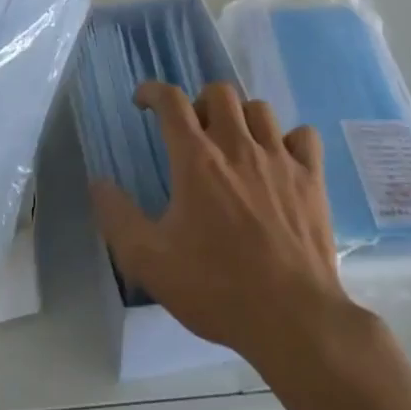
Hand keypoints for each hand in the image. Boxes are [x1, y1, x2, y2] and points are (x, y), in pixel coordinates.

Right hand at [90, 81, 351, 370]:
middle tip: (193, 132)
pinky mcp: (312, 178)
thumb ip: (117, 217)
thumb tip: (98, 183)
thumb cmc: (215, 287)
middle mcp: (238, 146)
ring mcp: (280, 159)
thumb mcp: (149, 260)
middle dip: (200, 102)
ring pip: (260, 108)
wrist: (291, 318)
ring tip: (233, 144)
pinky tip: (280, 160)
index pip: (172, 102)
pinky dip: (289, 139)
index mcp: (196, 160)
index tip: (143, 101)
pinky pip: (304, 135)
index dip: (153, 91)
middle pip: (219, 92)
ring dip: (241, 117)